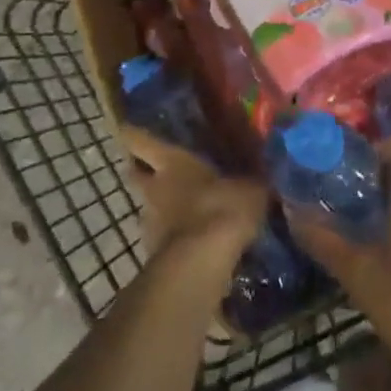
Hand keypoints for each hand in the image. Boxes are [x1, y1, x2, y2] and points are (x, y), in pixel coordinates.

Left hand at [124, 127, 267, 271]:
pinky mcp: (155, 254)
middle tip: (159, 170)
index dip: (133, 133)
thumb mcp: (250, 188)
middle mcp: (154, 188)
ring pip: (150, 207)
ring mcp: (150, 223)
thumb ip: (251, 180)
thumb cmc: (222, 208)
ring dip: (163, 207)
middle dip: (142, 171)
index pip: (140, 140)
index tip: (127, 127)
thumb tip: (263, 175)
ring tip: (188, 209)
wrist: (201, 263)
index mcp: (172, 162)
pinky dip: (176, 236)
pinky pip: (165, 237)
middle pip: (136, 174)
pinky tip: (197, 239)